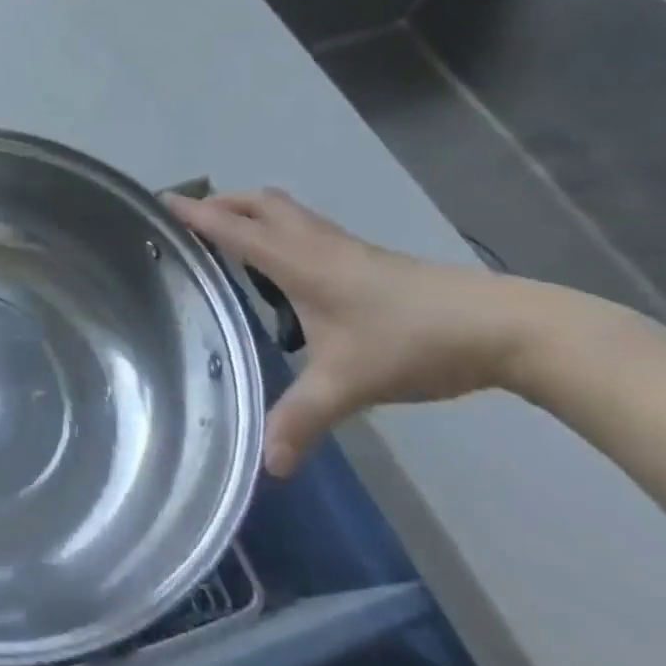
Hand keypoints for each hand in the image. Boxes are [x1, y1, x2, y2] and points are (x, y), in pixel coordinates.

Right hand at [165, 189, 526, 477]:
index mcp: (297, 261)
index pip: (232, 228)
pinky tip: (289, 267)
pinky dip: (281, 228)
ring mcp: (345, 247)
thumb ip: (303, 419)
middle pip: (258, 203)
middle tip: (194, 220)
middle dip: (221, 203)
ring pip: (286, 211)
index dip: (194, 213)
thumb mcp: (349, 384)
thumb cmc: (411, 342)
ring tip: (232, 235)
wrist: (504, 327)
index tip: (161, 200)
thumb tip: (268, 465)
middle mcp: (315, 243)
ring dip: (252, 211)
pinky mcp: (368, 257)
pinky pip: (308, 227)